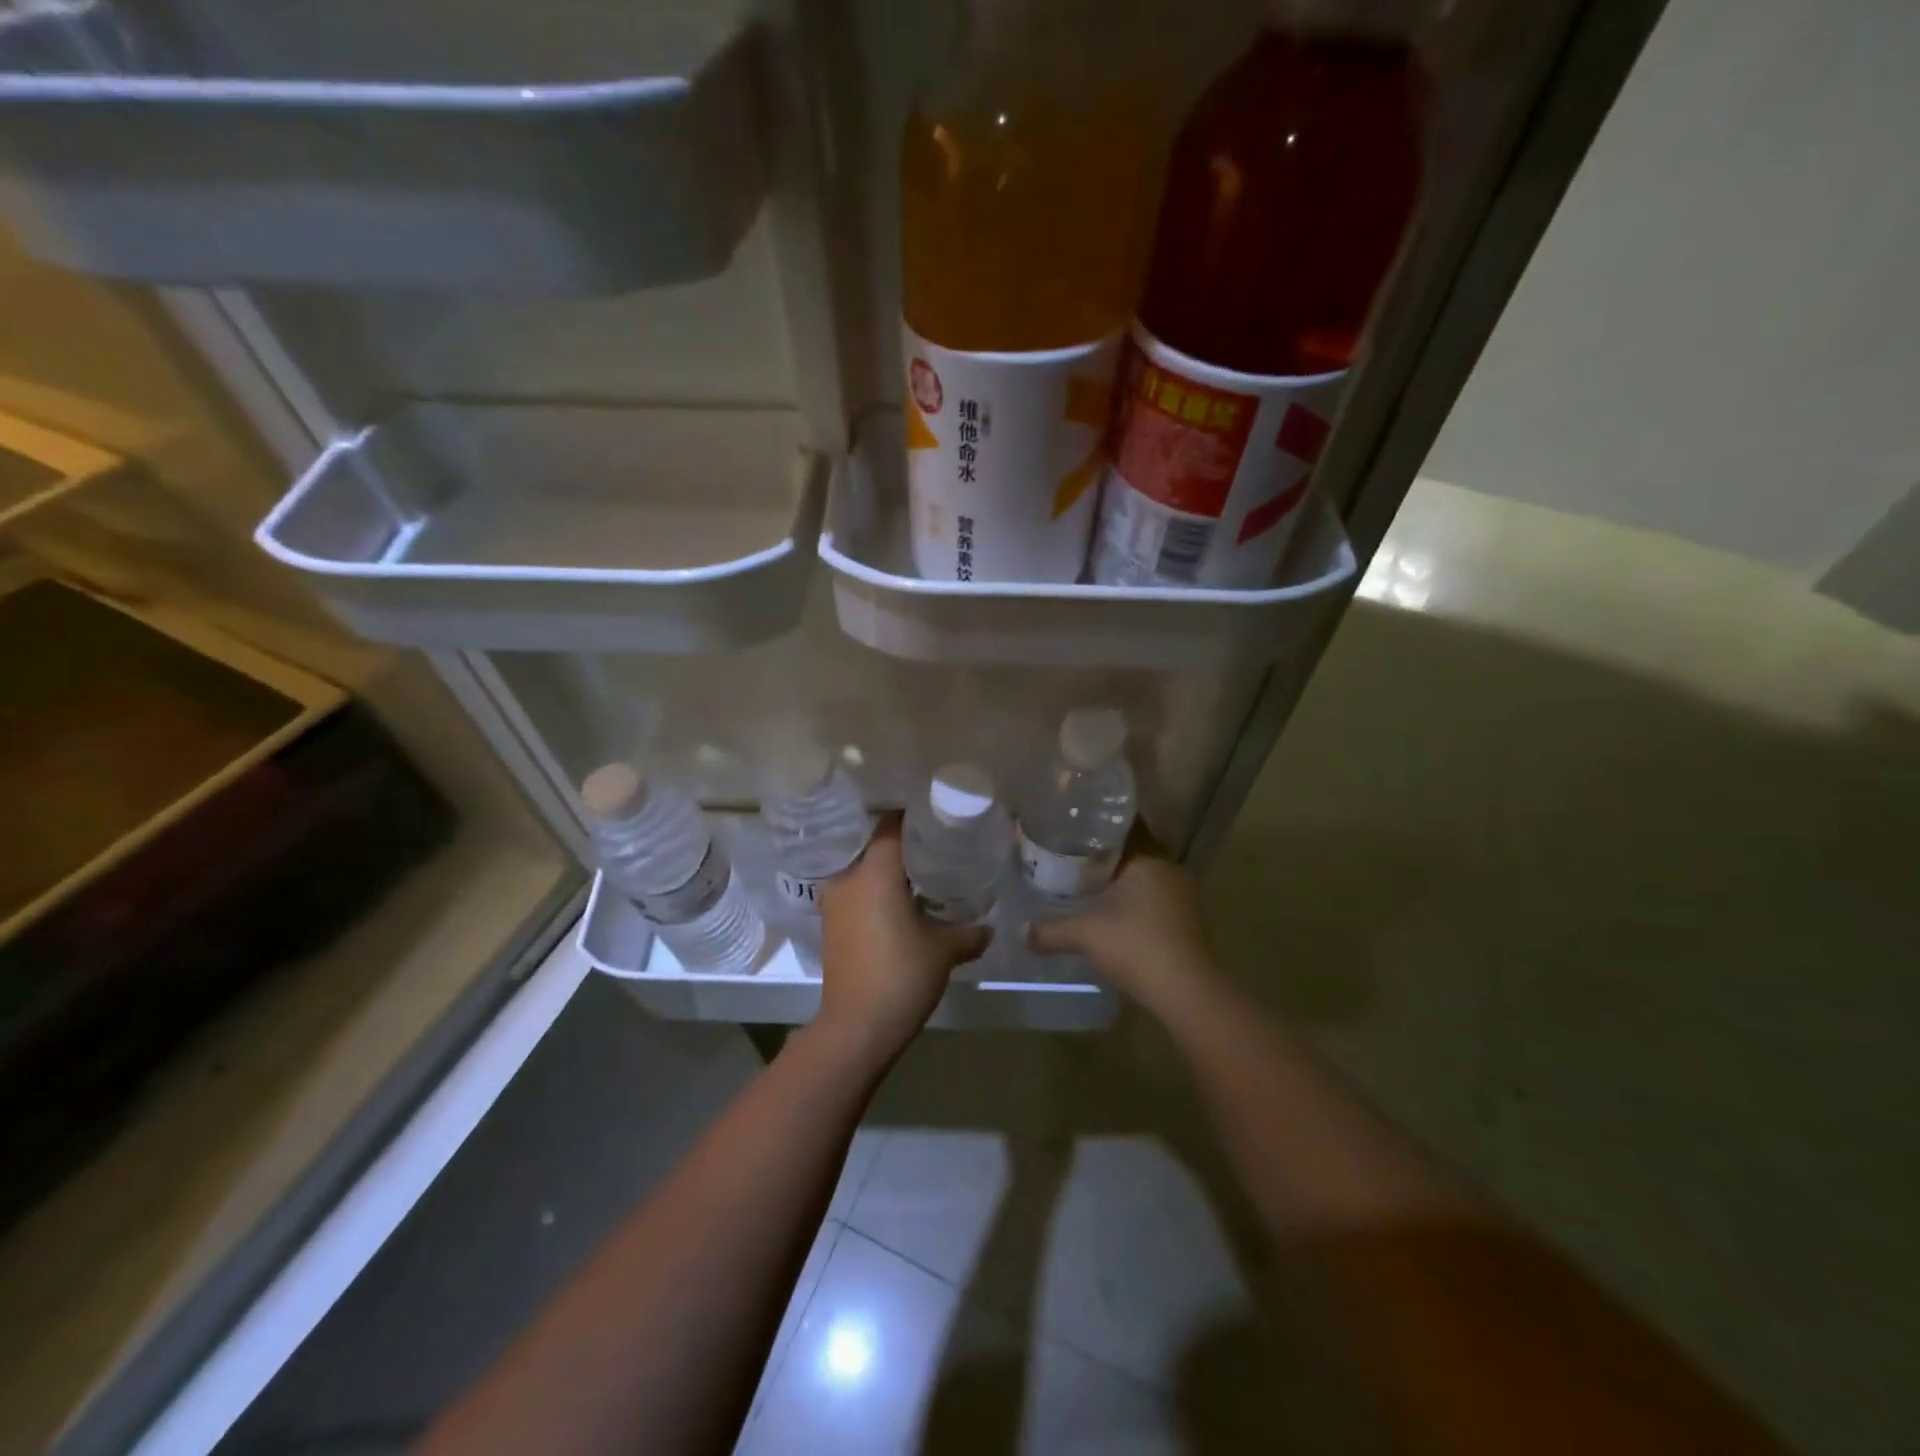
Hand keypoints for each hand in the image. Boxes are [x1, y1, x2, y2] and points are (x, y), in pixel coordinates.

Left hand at [814, 818, 991, 1065]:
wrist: (857, 1026)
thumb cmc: (902, 975)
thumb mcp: (944, 951)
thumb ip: (969, 932)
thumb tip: (989, 928)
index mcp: (874, 871)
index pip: (891, 825)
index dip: (913, 817)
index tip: (935, 817)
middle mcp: (848, 878)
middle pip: (874, 846)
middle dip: (901, 845)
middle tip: (933, 846)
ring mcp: (834, 903)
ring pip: (862, 871)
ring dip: (885, 871)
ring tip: (917, 875)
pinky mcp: (829, 925)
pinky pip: (855, 893)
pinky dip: (873, 892)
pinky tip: (897, 905)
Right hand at [1027, 831, 1218, 1020]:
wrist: (1185, 992)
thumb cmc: (1135, 945)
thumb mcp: (1083, 934)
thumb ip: (1049, 930)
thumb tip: (1021, 930)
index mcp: (1148, 856)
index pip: (1124, 823)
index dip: (1097, 822)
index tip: (1071, 825)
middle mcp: (1168, 868)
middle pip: (1133, 849)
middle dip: (1103, 852)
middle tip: (1070, 854)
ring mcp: (1182, 895)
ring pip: (1144, 875)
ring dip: (1119, 879)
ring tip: (1085, 883)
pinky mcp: (1186, 920)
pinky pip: (1153, 897)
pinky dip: (1133, 900)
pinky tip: (1110, 913)